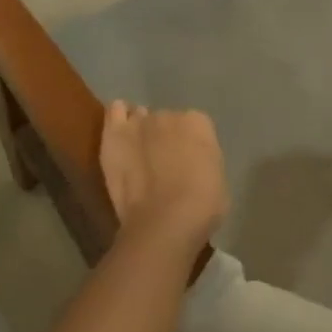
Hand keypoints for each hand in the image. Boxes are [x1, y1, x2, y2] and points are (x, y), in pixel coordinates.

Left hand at [100, 102, 229, 250]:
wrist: (165, 220)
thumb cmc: (201, 205)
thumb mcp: (217, 179)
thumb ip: (203, 161)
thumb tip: (191, 164)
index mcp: (198, 123)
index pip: (194, 125)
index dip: (190, 144)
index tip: (188, 162)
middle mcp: (169, 114)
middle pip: (165, 121)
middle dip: (164, 138)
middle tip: (162, 162)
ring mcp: (139, 123)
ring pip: (139, 117)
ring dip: (140, 130)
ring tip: (138, 151)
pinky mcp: (114, 135)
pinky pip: (115, 112)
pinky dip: (117, 118)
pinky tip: (120, 134)